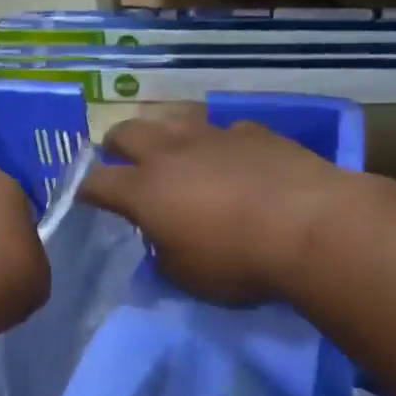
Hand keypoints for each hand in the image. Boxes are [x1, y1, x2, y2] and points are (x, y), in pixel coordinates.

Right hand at [81, 114, 347, 305]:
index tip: (86, 196)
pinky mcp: (253, 131)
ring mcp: (212, 135)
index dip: (86, 189)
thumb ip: (164, 257)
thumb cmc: (238, 260)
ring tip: (172, 149)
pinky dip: (218, 142)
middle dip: (116, 144)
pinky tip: (231, 156)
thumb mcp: (188, 276)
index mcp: (144, 190)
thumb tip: (160, 246)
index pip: (97, 182)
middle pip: (127, 132)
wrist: (309, 225)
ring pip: (173, 118)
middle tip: (119, 157)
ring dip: (163, 132)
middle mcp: (170, 152)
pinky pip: (224, 130)